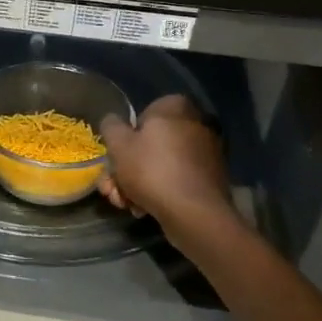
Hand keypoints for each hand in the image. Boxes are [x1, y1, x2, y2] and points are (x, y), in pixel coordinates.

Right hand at [99, 95, 234, 230]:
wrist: (195, 213)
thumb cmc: (152, 170)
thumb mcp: (118, 144)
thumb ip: (111, 126)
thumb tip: (113, 121)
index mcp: (175, 107)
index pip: (141, 116)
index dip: (123, 139)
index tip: (114, 160)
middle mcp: (196, 124)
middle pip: (149, 145)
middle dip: (126, 170)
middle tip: (112, 190)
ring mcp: (206, 152)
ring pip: (160, 165)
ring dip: (137, 184)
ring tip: (125, 205)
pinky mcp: (210, 179)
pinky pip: (176, 179)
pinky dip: (159, 191)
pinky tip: (144, 209)